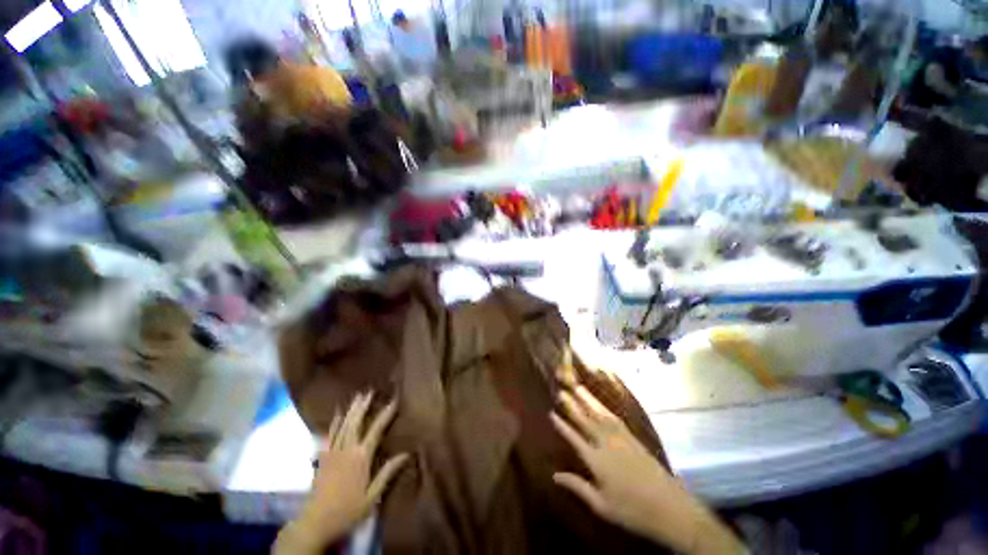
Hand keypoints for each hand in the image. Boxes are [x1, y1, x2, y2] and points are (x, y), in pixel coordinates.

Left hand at [276, 392, 408, 553]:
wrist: (315, 523)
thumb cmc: (348, 511)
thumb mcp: (372, 496)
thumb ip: (387, 473)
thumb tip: (406, 454)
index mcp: (361, 458)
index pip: (376, 430)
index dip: (385, 414)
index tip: (394, 400)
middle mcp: (347, 450)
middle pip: (356, 423)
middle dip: (363, 406)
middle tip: (369, 391)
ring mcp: (332, 453)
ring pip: (343, 426)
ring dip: (351, 410)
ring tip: (357, 397)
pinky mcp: (322, 459)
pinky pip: (329, 436)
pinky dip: (334, 424)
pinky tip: (337, 415)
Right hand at [552, 388, 742, 553]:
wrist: (670, 507)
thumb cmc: (632, 511)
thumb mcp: (601, 505)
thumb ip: (577, 486)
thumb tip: (554, 475)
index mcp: (596, 461)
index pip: (574, 438)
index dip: (562, 425)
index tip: (551, 413)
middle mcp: (606, 444)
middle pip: (585, 420)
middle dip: (572, 405)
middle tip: (562, 391)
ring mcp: (621, 438)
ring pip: (599, 414)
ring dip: (587, 399)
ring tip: (578, 387)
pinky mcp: (633, 437)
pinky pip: (614, 417)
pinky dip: (604, 407)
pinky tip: (599, 403)